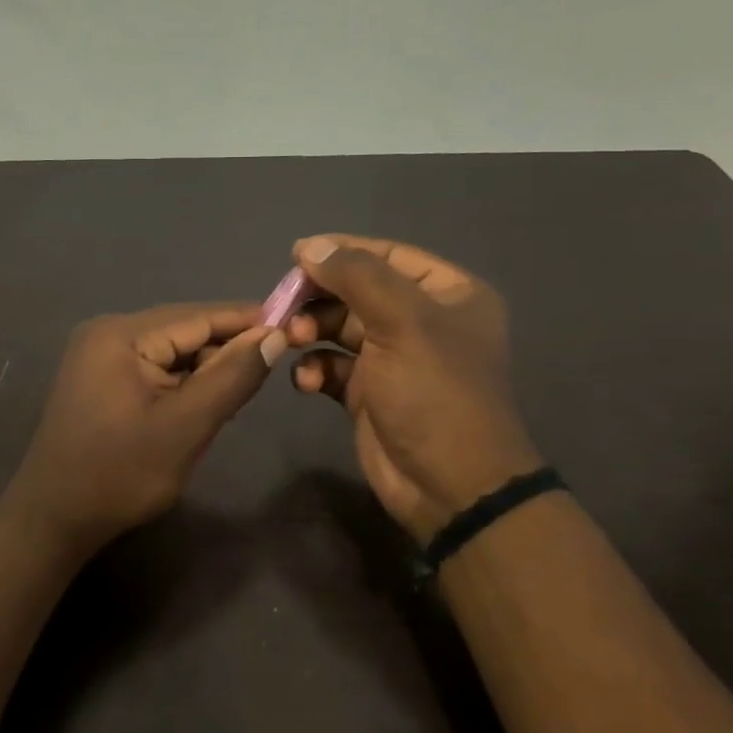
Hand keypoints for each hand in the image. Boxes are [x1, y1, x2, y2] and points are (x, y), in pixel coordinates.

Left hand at [1, 303, 285, 554]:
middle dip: (225, 348)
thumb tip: (274, 336)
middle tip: (270, 369)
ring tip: (239, 395)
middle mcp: (106, 332)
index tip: (294, 324)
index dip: (247, 320)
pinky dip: (180, 382)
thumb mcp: (186, 426)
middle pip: (182, 329)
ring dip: (204, 369)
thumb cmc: (121, 473)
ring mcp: (97, 355)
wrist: (54, 518)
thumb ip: (232, 377)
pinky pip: (151, 368)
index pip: (198, 315)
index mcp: (121, 334)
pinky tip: (202, 403)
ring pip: (169, 351)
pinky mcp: (97, 379)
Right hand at [285, 235, 541, 542]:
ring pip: (340, 329)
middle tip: (284, 308)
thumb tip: (311, 247)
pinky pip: (333, 367)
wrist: (449, 486)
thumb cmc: (435, 394)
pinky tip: (306, 381)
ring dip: (311, 332)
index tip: (295, 256)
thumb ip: (357, 276)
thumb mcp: (403, 323)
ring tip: (292, 342)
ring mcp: (394, 359)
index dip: (342, 252)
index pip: (389, 255)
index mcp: (448, 294)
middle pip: (357, 292)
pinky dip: (315, 369)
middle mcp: (422, 321)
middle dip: (319, 299)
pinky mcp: (369, 394)